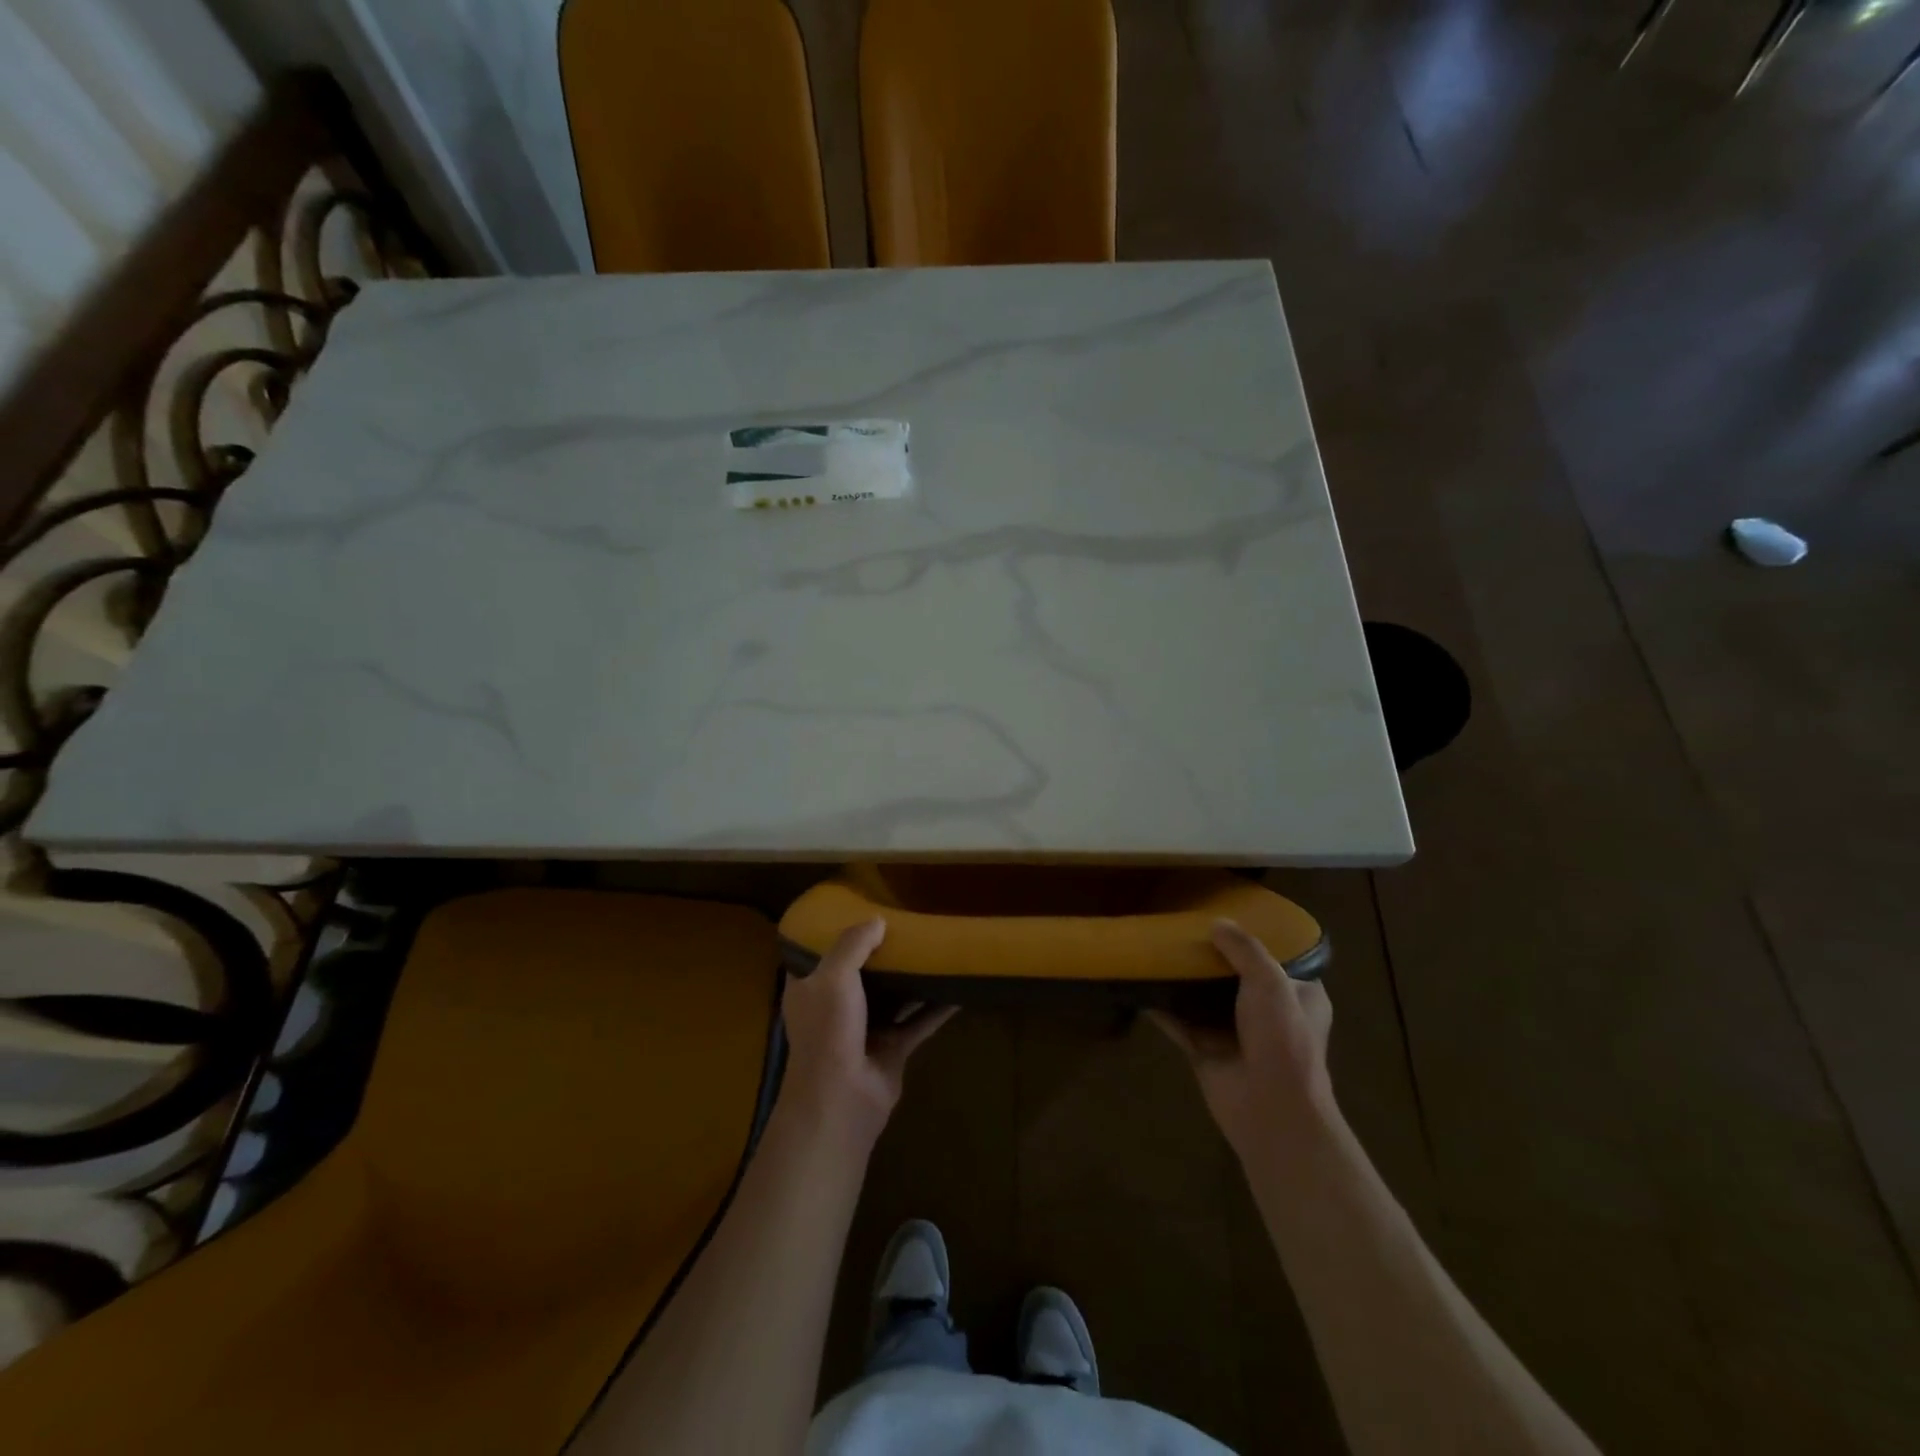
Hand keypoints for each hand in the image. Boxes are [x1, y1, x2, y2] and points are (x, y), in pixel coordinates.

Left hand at [779, 919, 955, 1145]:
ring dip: (910, 978)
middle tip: (906, 924)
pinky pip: (918, 1022)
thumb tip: (878, 920)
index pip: (819, 954)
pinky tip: (958, 989)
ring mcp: (865, 1029)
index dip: (837, 933)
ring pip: (891, 996)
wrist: (842, 1098)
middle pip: (860, 973)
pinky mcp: (892, 1048)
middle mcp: (835, 1007)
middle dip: (881, 953)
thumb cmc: (829, 1029)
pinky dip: (936, 1008)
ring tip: (934, 949)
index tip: (861, 911)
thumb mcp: (834, 975)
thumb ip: (854, 944)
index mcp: (810, 988)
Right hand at [1149, 919, 1335, 1155]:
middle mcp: (1269, 1014)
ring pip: (1206, 999)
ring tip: (1160, 949)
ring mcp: (1236, 1034)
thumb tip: (1217, 924)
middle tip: (1186, 929)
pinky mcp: (1207, 1052)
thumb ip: (1244, 949)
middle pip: (1236, 977)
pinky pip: (1179, 1024)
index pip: (1280, 960)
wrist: (1270, 1108)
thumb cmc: (1282, 1039)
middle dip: (1213, 958)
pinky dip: (1162, 1008)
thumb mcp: (1271, 982)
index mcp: (1299, 996)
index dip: (1257, 940)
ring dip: (1185, 981)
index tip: (1229, 919)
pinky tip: (1141, 985)